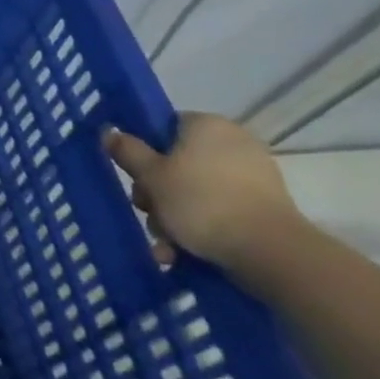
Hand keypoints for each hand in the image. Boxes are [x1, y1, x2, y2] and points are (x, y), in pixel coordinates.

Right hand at [103, 113, 311, 273]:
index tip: (135, 175)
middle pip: (177, 163)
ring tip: (165, 244)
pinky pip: (219, 209)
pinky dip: (200, 227)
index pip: (164, 127)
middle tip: (148, 212)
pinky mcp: (264, 206)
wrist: (269, 251)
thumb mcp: (150, 176)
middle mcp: (234, 143)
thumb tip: (110, 131)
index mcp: (207, 125)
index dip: (144, 150)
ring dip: (173, 216)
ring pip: (195, 190)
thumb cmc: (200, 202)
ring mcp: (253, 175)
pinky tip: (182, 252)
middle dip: (157, 193)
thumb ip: (127, 151)